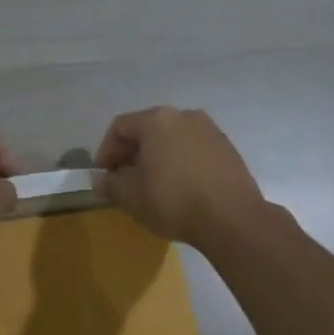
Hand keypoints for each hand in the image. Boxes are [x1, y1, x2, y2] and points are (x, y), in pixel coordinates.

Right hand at [94, 106, 264, 249]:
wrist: (232, 219)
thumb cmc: (173, 201)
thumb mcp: (130, 197)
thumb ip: (109, 184)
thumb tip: (100, 179)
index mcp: (157, 120)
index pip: (120, 127)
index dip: (106, 151)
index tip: (104, 175)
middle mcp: (184, 116)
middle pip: (147, 129)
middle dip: (131, 153)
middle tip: (124, 179)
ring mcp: (210, 130)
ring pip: (172, 138)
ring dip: (157, 156)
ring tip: (152, 184)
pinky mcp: (227, 148)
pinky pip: (193, 149)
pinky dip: (180, 161)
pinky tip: (180, 186)